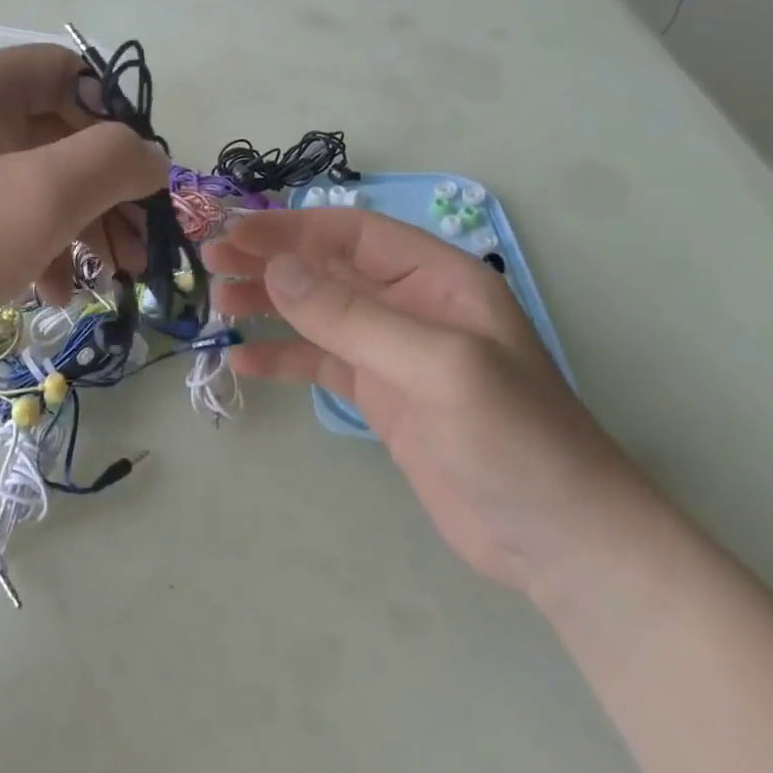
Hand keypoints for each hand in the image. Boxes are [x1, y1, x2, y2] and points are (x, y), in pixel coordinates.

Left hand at [0, 45, 167, 415]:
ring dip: (82, 225)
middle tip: (139, 244)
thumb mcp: (40, 195)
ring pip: (37, 183)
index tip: (142, 172)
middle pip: (59, 134)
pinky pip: (6, 222)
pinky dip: (41, 250)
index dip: (115, 115)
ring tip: (111, 276)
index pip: (68, 72)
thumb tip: (151, 156)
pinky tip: (57, 294)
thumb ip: (112, 162)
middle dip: (107, 188)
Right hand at [206, 209, 658, 593]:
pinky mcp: (381, 397)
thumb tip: (276, 268)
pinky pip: (320, 364)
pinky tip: (243, 361)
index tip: (234, 233)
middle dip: (269, 261)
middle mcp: (410, 304)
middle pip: (327, 268)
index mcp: (435, 277)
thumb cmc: (515, 439)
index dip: (290, 229)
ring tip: (217, 304)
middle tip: (210, 263)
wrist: (562, 544)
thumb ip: (354, 316)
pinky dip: (282, 358)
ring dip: (268, 304)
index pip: (350, 233)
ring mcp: (393, 352)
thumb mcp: (438, 367)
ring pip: (317, 313)